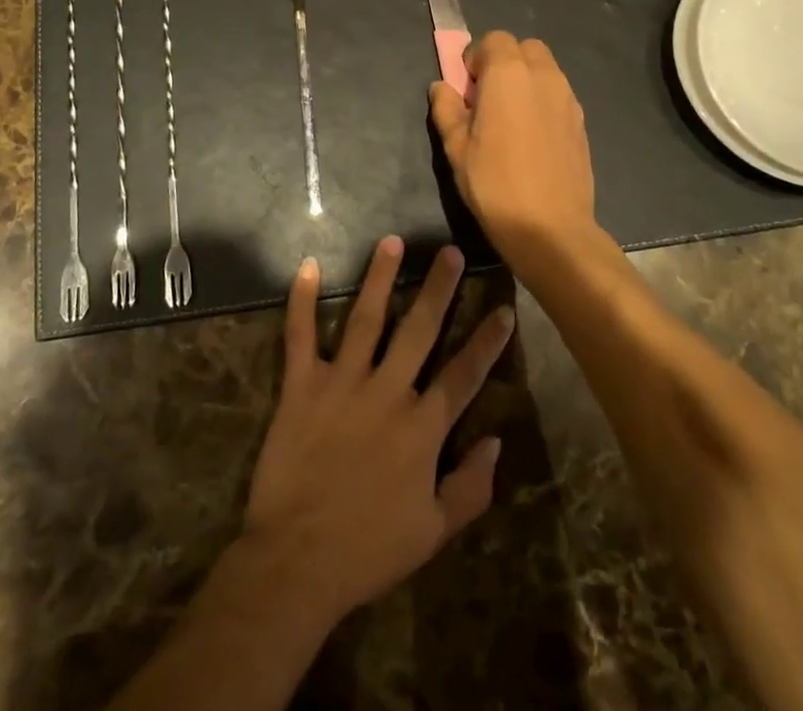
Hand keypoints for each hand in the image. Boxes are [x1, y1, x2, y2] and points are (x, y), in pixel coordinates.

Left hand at [240, 238, 513, 626]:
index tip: (504, 309)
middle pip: (419, 331)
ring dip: (379, 278)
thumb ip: (470, 487)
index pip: (463, 375)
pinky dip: (302, 301)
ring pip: (365, 318)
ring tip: (392, 241)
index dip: (487, 342)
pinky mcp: (302, 385)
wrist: (298, 560)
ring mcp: (342, 383)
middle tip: (451, 252)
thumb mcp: (433, 532)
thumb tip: (497, 442)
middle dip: (439, 289)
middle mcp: (386, 392)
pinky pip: (300, 335)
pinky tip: (308, 266)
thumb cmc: (369, 549)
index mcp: (422, 429)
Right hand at [430, 31, 594, 249]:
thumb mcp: (455, 148)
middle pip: (524, 48)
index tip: (467, 88)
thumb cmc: (494, 184)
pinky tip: (531, 137)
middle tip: (487, 97)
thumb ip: (446, 109)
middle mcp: (543, 76)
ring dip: (525, 79)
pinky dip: (542, 100)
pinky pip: (558, 94)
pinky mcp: (581, 122)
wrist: (550, 228)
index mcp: (508, 74)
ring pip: (545, 69)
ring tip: (510, 118)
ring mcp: (568, 98)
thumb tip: (442, 87)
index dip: (476, 58)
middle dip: (504, 62)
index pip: (494, 40)